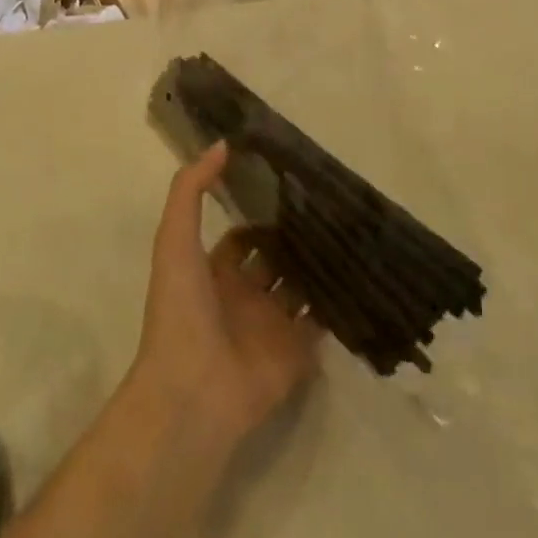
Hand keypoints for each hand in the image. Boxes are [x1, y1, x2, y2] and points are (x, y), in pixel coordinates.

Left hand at [130, 145, 323, 455]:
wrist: (193, 393)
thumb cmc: (181, 311)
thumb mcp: (175, 240)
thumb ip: (190, 190)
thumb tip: (223, 144)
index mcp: (215, 273)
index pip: (245, 236)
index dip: (263, 213)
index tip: (294, 187)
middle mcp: (245, 296)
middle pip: (278, 259)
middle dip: (298, 237)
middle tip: (334, 205)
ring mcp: (272, 326)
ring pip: (302, 287)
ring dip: (322, 266)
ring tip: (354, 231)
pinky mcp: (297, 353)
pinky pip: (321, 323)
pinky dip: (338, 303)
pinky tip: (362, 272)